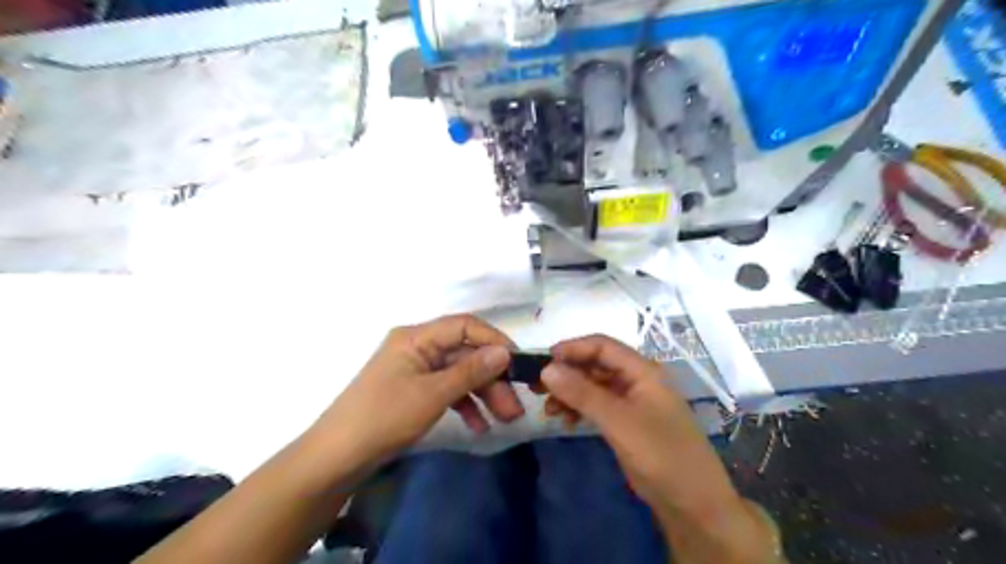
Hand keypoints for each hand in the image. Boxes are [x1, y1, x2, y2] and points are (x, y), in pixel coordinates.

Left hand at [313, 316, 523, 466]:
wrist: (337, 457)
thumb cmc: (384, 417)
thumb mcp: (432, 394)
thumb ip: (470, 371)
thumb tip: (505, 352)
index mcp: (417, 337)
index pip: (464, 326)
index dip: (494, 341)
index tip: (519, 363)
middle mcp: (418, 347)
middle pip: (464, 353)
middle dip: (492, 378)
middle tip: (515, 406)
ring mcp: (416, 370)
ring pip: (459, 374)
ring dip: (483, 394)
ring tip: (505, 419)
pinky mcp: (414, 391)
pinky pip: (446, 390)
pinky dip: (464, 405)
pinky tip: (479, 426)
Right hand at [542, 334, 736, 514]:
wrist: (694, 505)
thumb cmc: (661, 455)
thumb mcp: (619, 422)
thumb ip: (583, 393)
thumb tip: (546, 369)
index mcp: (643, 371)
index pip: (602, 346)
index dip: (572, 348)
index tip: (542, 361)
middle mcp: (638, 380)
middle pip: (596, 365)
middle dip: (567, 372)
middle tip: (537, 387)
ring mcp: (634, 402)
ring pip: (595, 386)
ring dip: (571, 393)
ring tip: (548, 409)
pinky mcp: (629, 422)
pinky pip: (599, 405)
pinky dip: (581, 409)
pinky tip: (565, 421)